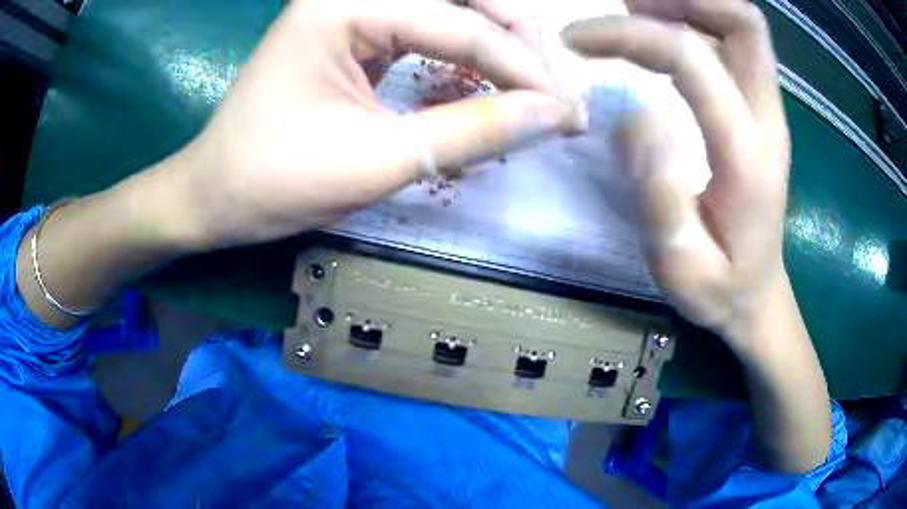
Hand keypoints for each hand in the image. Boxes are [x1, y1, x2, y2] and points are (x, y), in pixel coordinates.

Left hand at [175, 0, 575, 248]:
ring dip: (494, 45)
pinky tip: (484, 82)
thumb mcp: (377, 161)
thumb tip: (552, 115)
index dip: (523, 71)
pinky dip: (462, 54)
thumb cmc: (273, 182)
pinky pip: (424, 28)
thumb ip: (472, 131)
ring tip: (529, 87)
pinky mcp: (350, 30)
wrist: (214, 195)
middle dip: (516, 42)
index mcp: (343, 6)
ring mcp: (348, 8)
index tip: (568, 112)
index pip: (461, 26)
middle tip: (552, 92)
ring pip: (448, 8)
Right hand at [564, 0, 830, 473]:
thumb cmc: (720, 290)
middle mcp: (768, 119)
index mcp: (747, 156)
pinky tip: (662, 28)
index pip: (693, 58)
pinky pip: (739, 43)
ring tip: (636, 9)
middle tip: (625, 4)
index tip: (579, 40)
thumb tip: (632, 116)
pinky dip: (701, 19)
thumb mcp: (680, 269)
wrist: (761, 297)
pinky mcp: (762, 110)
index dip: (631, 35)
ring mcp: (770, 110)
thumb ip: (659, 197)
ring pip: (743, 25)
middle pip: (743, 22)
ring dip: (691, 4)